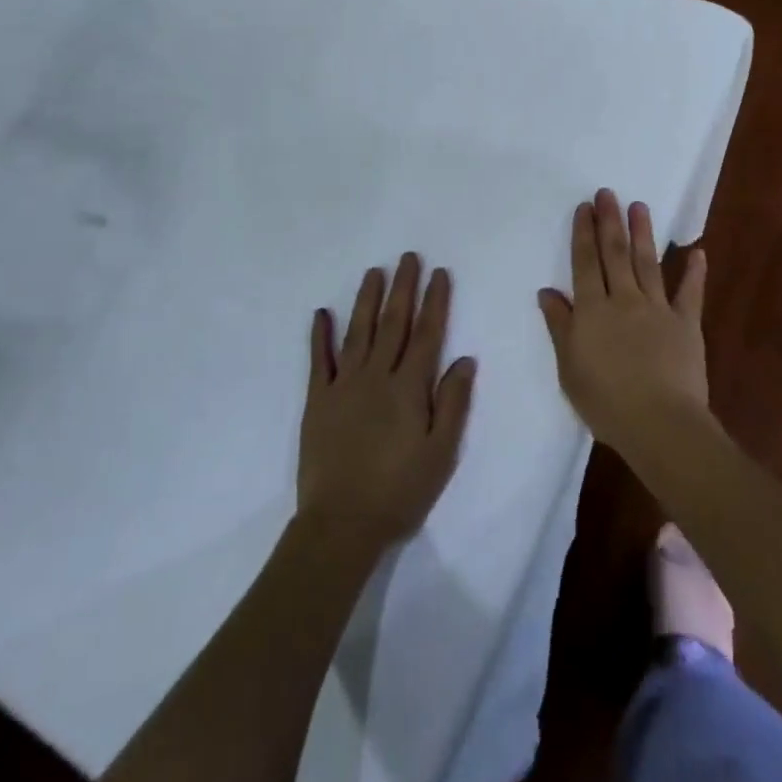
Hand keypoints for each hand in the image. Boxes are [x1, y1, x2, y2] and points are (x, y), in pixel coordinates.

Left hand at [298, 254, 476, 557]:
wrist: (341, 524)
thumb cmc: (400, 491)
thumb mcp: (441, 453)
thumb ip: (452, 403)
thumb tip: (464, 359)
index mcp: (409, 388)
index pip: (427, 334)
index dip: (435, 301)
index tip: (439, 272)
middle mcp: (376, 376)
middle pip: (393, 323)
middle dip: (403, 287)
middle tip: (408, 257)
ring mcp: (343, 385)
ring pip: (357, 332)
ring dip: (366, 299)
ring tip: (374, 271)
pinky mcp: (318, 400)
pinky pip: (318, 360)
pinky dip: (320, 335)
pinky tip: (321, 313)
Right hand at [538, 190, 708, 459]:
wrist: (659, 423)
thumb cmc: (606, 401)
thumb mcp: (569, 368)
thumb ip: (560, 326)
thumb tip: (547, 291)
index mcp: (592, 310)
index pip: (585, 264)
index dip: (584, 234)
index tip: (584, 208)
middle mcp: (624, 300)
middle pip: (615, 254)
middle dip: (610, 221)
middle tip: (608, 193)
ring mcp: (658, 309)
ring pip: (647, 263)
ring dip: (642, 234)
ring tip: (639, 207)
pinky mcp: (686, 324)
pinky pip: (690, 293)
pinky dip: (694, 272)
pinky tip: (698, 252)